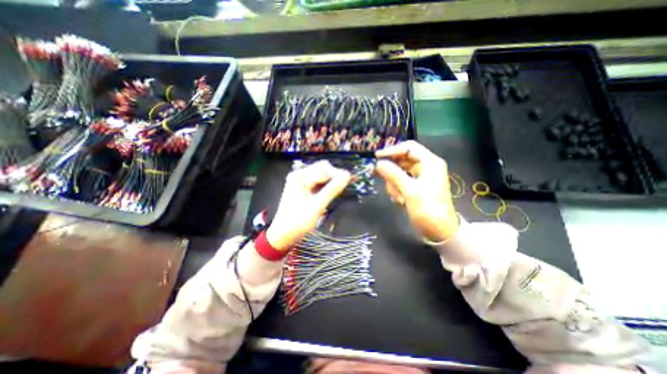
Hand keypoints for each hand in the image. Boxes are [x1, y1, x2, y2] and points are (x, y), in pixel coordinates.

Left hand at [267, 161, 350, 251]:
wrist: (283, 236)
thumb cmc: (297, 221)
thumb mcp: (316, 205)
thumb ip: (332, 189)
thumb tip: (347, 175)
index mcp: (300, 176)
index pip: (324, 168)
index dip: (338, 174)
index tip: (351, 182)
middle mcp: (301, 176)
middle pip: (324, 170)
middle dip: (336, 178)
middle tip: (347, 188)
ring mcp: (303, 183)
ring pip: (323, 178)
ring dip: (333, 184)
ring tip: (341, 193)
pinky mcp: (305, 191)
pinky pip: (320, 185)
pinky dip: (328, 189)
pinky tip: (334, 195)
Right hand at [375, 140, 459, 241]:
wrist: (439, 231)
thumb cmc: (428, 210)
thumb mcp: (410, 191)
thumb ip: (394, 175)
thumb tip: (378, 163)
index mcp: (430, 163)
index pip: (409, 147)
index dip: (392, 150)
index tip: (376, 158)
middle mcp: (425, 167)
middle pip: (401, 160)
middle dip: (392, 172)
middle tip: (382, 181)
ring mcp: (419, 177)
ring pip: (398, 172)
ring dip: (394, 184)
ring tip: (399, 198)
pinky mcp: (415, 186)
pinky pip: (399, 182)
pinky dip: (396, 190)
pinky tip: (400, 201)